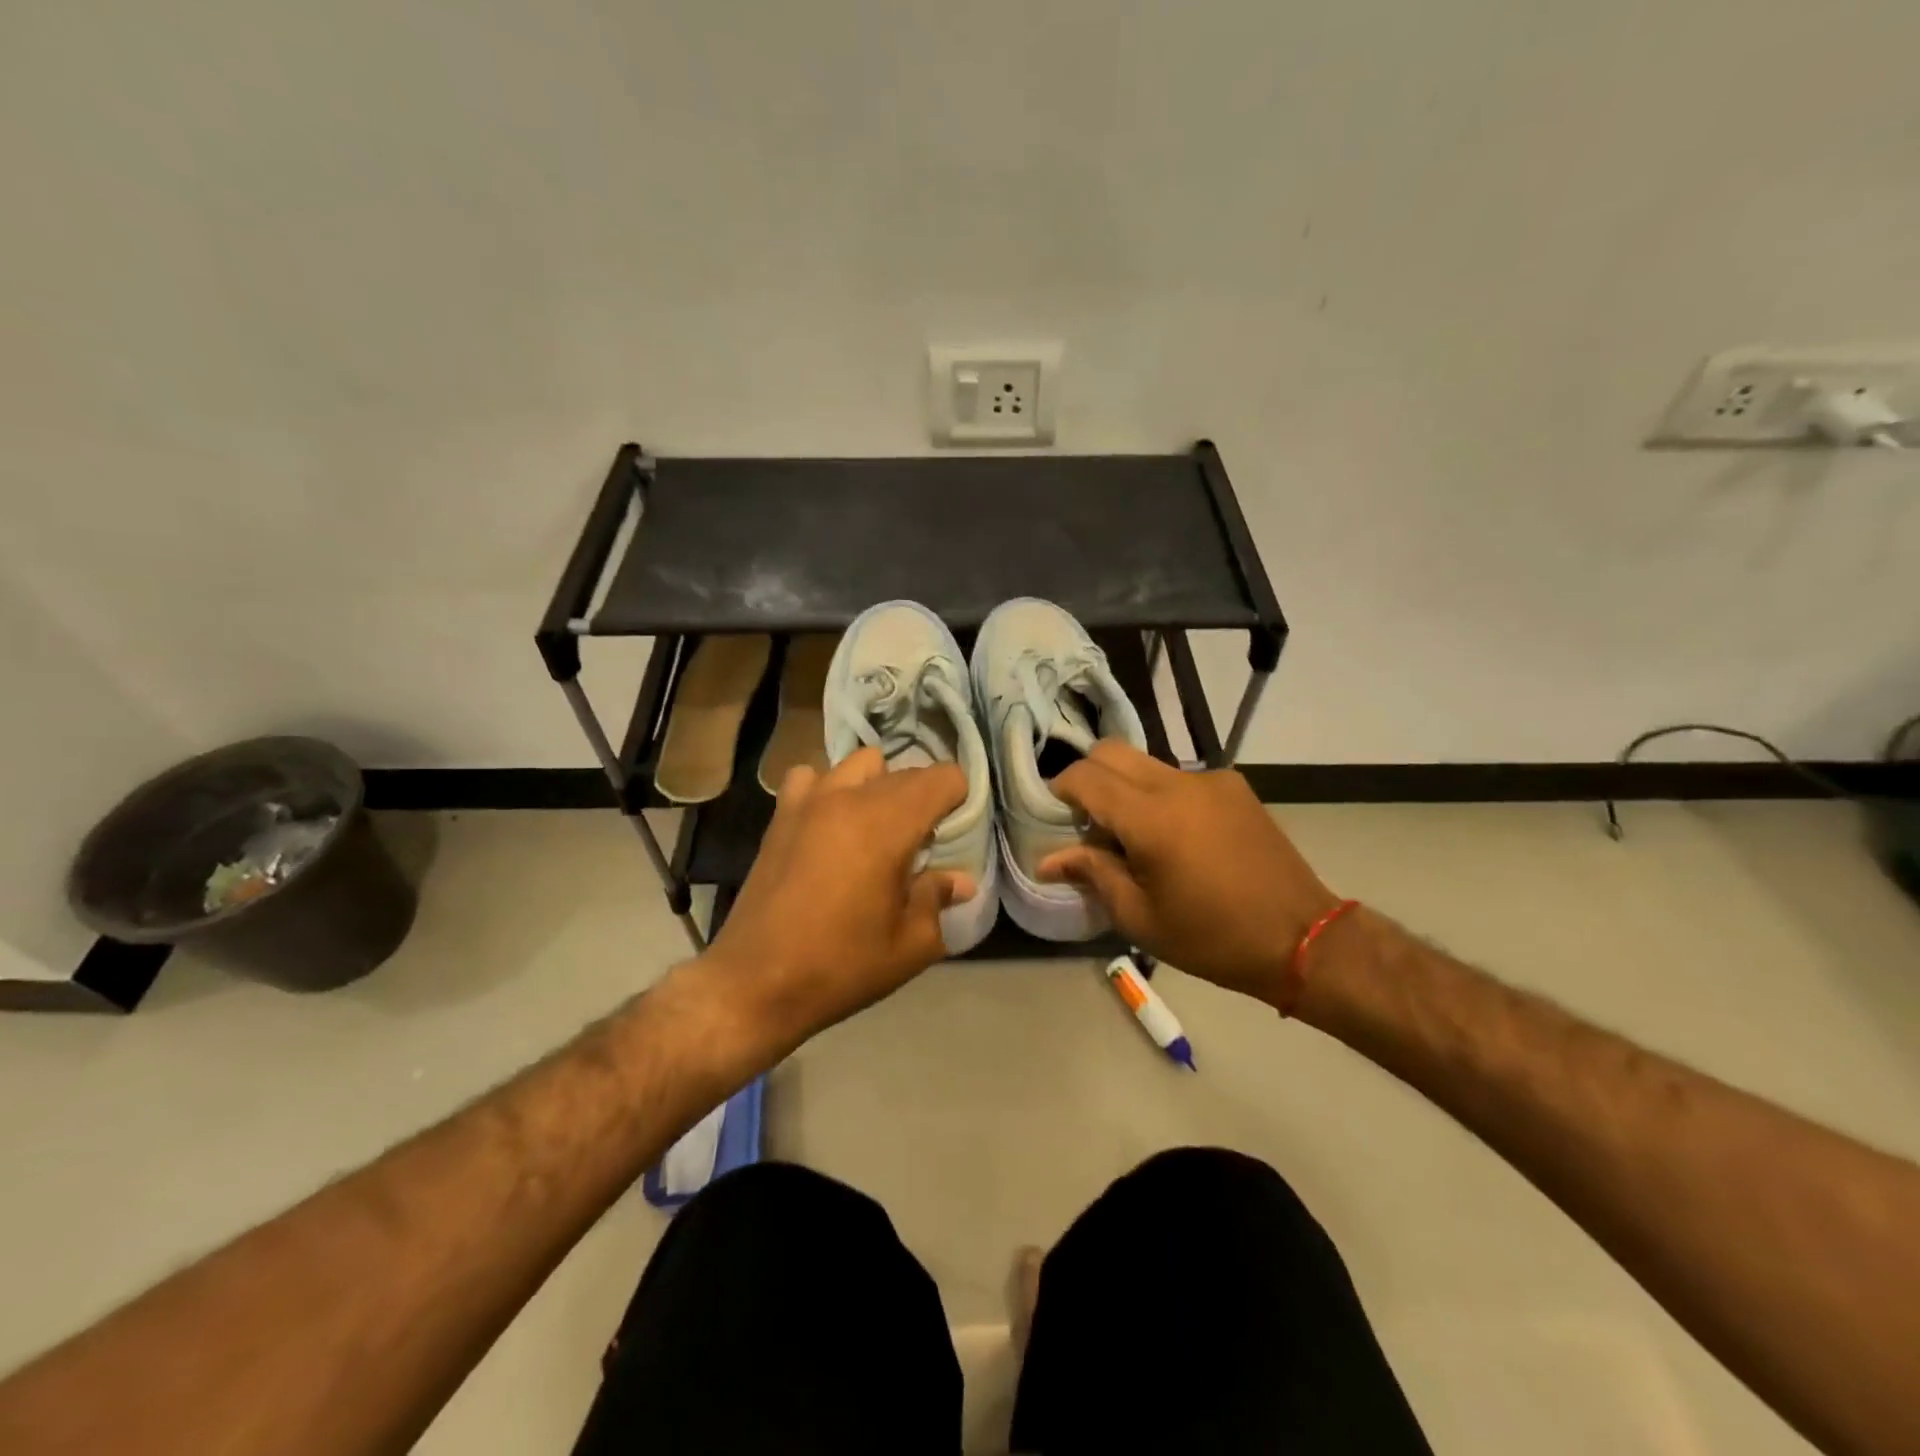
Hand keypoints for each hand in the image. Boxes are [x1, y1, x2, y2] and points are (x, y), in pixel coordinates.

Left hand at [697, 747, 973, 1055]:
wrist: (755, 982)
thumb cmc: (842, 965)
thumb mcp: (910, 945)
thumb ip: (938, 899)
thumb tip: (962, 881)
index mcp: (890, 824)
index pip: (943, 777)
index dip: (959, 799)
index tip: (954, 832)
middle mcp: (851, 797)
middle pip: (906, 772)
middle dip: (924, 798)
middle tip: (923, 843)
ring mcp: (811, 800)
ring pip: (861, 765)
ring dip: (879, 786)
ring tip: (877, 827)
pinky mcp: (781, 814)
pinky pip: (812, 777)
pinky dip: (829, 788)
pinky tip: (830, 823)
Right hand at [1038, 742, 1338, 1007]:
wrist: (1303, 938)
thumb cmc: (1213, 937)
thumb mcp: (1140, 917)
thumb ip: (1093, 874)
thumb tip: (1048, 860)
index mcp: (1151, 817)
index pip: (1085, 777)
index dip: (1060, 790)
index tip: (1055, 816)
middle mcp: (1178, 784)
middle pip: (1111, 752)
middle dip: (1088, 778)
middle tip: (1088, 821)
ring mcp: (1211, 780)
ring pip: (1146, 762)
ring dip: (1125, 786)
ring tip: (1134, 835)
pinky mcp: (1235, 787)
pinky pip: (1180, 777)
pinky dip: (1161, 794)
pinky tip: (1177, 837)